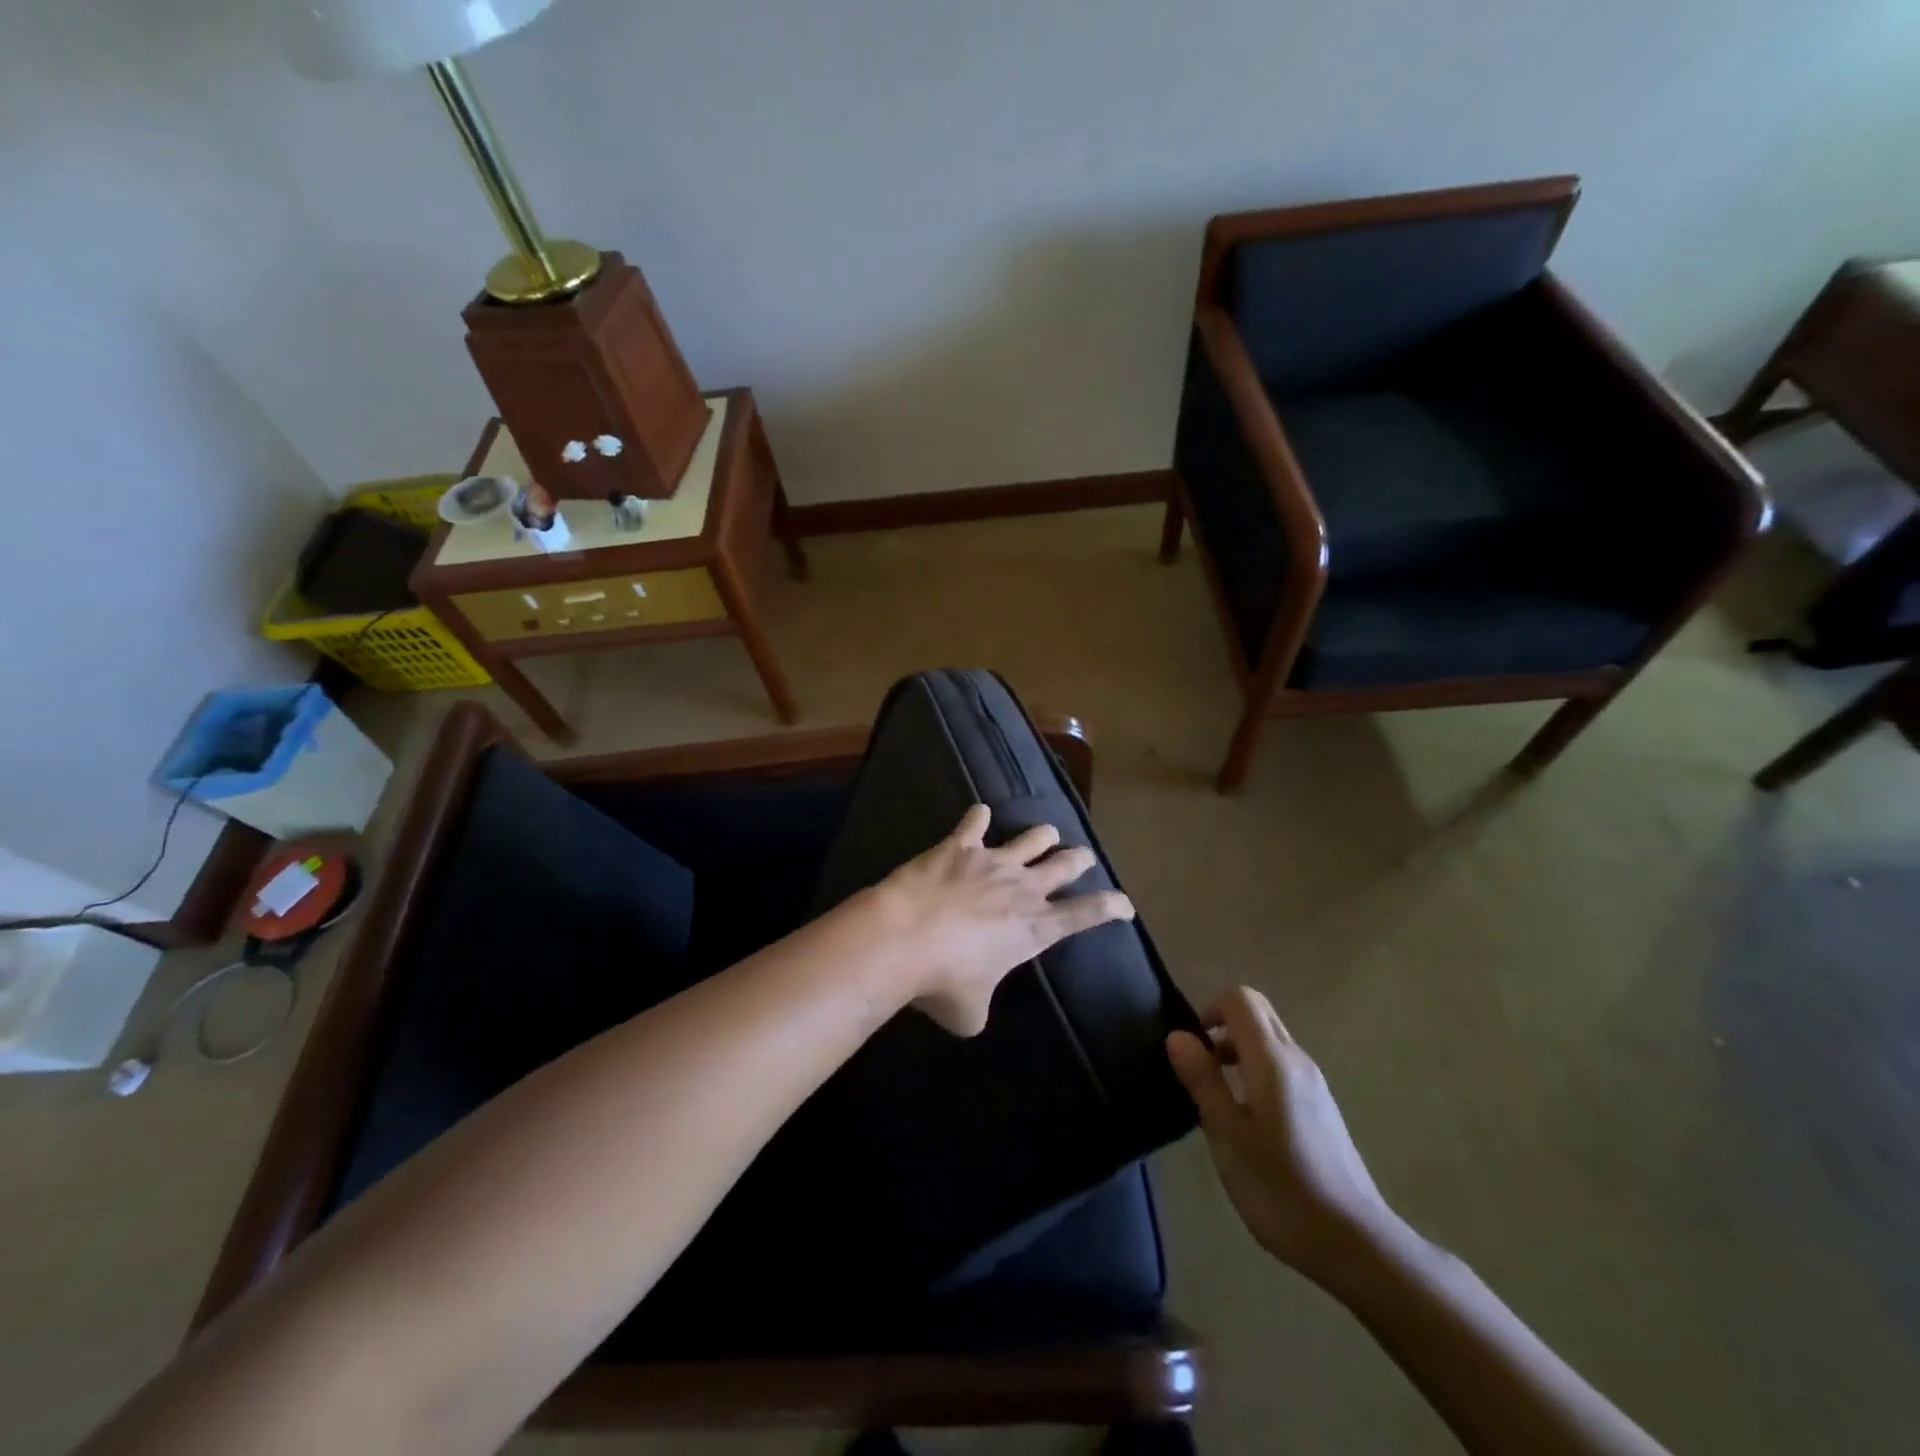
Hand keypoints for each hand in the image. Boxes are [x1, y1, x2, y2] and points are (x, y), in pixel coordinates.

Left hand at [869, 803, 1133, 1035]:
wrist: (902, 938)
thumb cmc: (941, 982)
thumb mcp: (970, 1012)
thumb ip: (981, 1005)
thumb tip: (972, 1005)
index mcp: (1034, 930)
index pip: (1085, 915)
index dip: (1110, 908)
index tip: (1125, 904)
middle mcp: (1022, 889)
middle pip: (1063, 866)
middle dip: (1079, 860)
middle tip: (1085, 857)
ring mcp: (992, 863)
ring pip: (1031, 839)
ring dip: (1043, 835)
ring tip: (1049, 831)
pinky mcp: (959, 846)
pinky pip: (974, 823)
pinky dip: (978, 817)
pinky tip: (979, 811)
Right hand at [1168, 987, 1395, 1281]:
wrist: (1356, 1244)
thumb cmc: (1281, 1188)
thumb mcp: (1227, 1135)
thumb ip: (1203, 1080)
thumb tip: (1178, 1036)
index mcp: (1273, 1060)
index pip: (1241, 1000)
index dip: (1210, 1010)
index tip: (1193, 1048)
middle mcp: (1297, 1060)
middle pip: (1259, 1013)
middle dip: (1224, 1026)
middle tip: (1202, 1068)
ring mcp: (1315, 1084)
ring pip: (1271, 1041)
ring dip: (1239, 1051)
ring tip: (1219, 1098)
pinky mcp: (1322, 1108)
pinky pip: (1282, 1067)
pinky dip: (1257, 1072)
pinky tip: (1249, 1121)